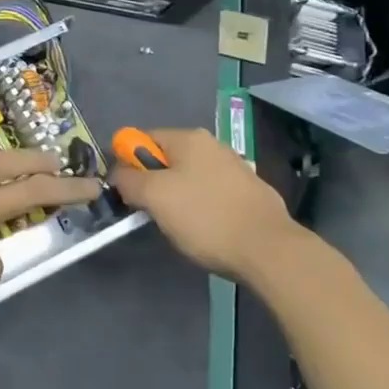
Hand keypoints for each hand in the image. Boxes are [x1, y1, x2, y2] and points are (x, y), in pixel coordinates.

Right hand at [110, 127, 305, 282]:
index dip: (127, 163)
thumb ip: (128, 180)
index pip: (142, 139)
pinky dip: (202, 207)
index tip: (128, 192)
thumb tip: (119, 174)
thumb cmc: (205, 218)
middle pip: (166, 158)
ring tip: (180, 226)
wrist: (269, 250)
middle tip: (152, 212)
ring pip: (189, 178)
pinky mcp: (250, 192)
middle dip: (153, 183)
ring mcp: (235, 168)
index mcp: (188, 138)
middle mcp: (213, 145)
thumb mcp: (154, 197)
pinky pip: (212, 193)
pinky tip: (207, 229)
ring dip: (177, 197)